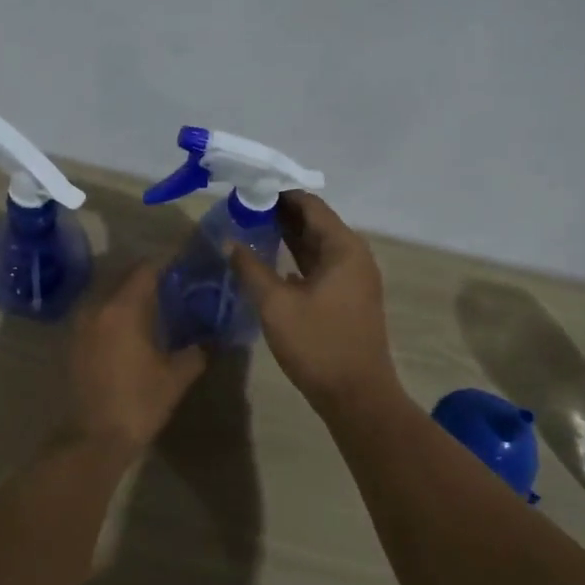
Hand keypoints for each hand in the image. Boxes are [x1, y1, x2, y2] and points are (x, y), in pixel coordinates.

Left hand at [64, 263, 207, 453]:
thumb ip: (195, 352)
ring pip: (107, 295)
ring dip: (128, 296)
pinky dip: (114, 313)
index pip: (146, 269)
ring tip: (153, 308)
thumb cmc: (138, 403)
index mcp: (123, 308)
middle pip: (124, 277)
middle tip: (174, 287)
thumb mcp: (176, 377)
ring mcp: (79, 324)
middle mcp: (96, 307)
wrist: (92, 439)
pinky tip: (131, 330)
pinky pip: (97, 314)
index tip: (186, 265)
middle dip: (148, 278)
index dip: (167, 264)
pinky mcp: (71, 342)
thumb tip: (205, 341)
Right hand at [228, 193, 399, 411]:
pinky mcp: (348, 297)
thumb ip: (250, 268)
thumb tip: (229, 241)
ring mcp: (354, 278)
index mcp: (343, 248)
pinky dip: (296, 259)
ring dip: (287, 236)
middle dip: (280, 213)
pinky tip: (270, 262)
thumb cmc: (318, 344)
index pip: (310, 205)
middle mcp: (354, 256)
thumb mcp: (276, 305)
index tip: (248, 189)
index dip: (279, 194)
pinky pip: (320, 265)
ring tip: (250, 228)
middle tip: (242, 208)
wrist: (356, 395)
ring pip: (317, 245)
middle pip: (315, 222)